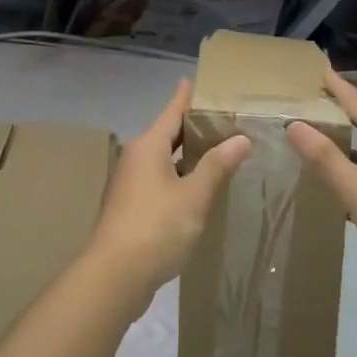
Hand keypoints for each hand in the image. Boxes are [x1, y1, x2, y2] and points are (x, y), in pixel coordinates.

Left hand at [89, 79, 250, 297]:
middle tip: (222, 118)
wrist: (114, 276)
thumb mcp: (195, 195)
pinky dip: (179, 177)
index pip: (171, 112)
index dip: (186, 97)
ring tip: (217, 150)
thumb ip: (218, 166)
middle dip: (192, 127)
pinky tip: (198, 188)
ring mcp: (130, 185)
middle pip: (167, 134)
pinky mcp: (131, 208)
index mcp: (148, 147)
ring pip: (163, 159)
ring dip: (187, 155)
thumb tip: (242, 139)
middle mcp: (136, 159)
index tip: (195, 80)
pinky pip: (159, 180)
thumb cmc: (156, 227)